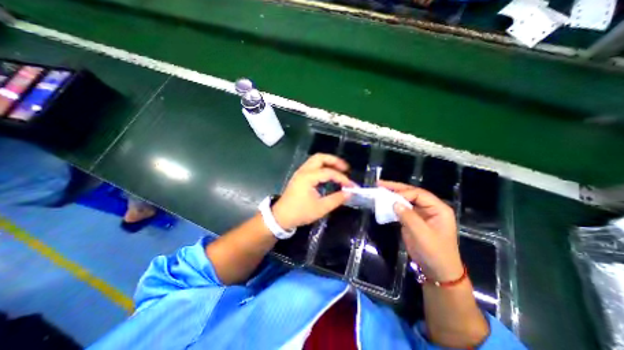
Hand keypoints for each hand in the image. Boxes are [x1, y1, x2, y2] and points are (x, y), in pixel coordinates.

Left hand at [273, 154, 352, 230]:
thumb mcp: (320, 208)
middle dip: (334, 161)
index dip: (342, 178)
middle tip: (345, 169)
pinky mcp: (299, 176)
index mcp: (308, 177)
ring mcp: (300, 172)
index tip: (351, 186)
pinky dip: (322, 167)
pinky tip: (328, 175)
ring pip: (315, 160)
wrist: (281, 217)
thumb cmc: (300, 213)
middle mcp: (303, 171)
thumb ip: (336, 199)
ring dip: (328, 162)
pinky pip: (312, 166)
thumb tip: (349, 193)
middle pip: (320, 157)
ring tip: (339, 170)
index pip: (329, 172)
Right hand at [377, 181, 459, 280]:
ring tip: (379, 190)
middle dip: (396, 188)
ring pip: (405, 200)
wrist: (437, 271)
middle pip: (411, 193)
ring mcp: (420, 214)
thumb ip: (409, 217)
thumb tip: (394, 203)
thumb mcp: (422, 235)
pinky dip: (392, 206)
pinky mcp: (412, 220)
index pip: (419, 194)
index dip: (403, 193)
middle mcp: (430, 208)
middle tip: (380, 183)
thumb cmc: (435, 252)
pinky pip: (402, 209)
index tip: (389, 197)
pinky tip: (383, 203)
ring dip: (392, 195)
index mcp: (438, 208)